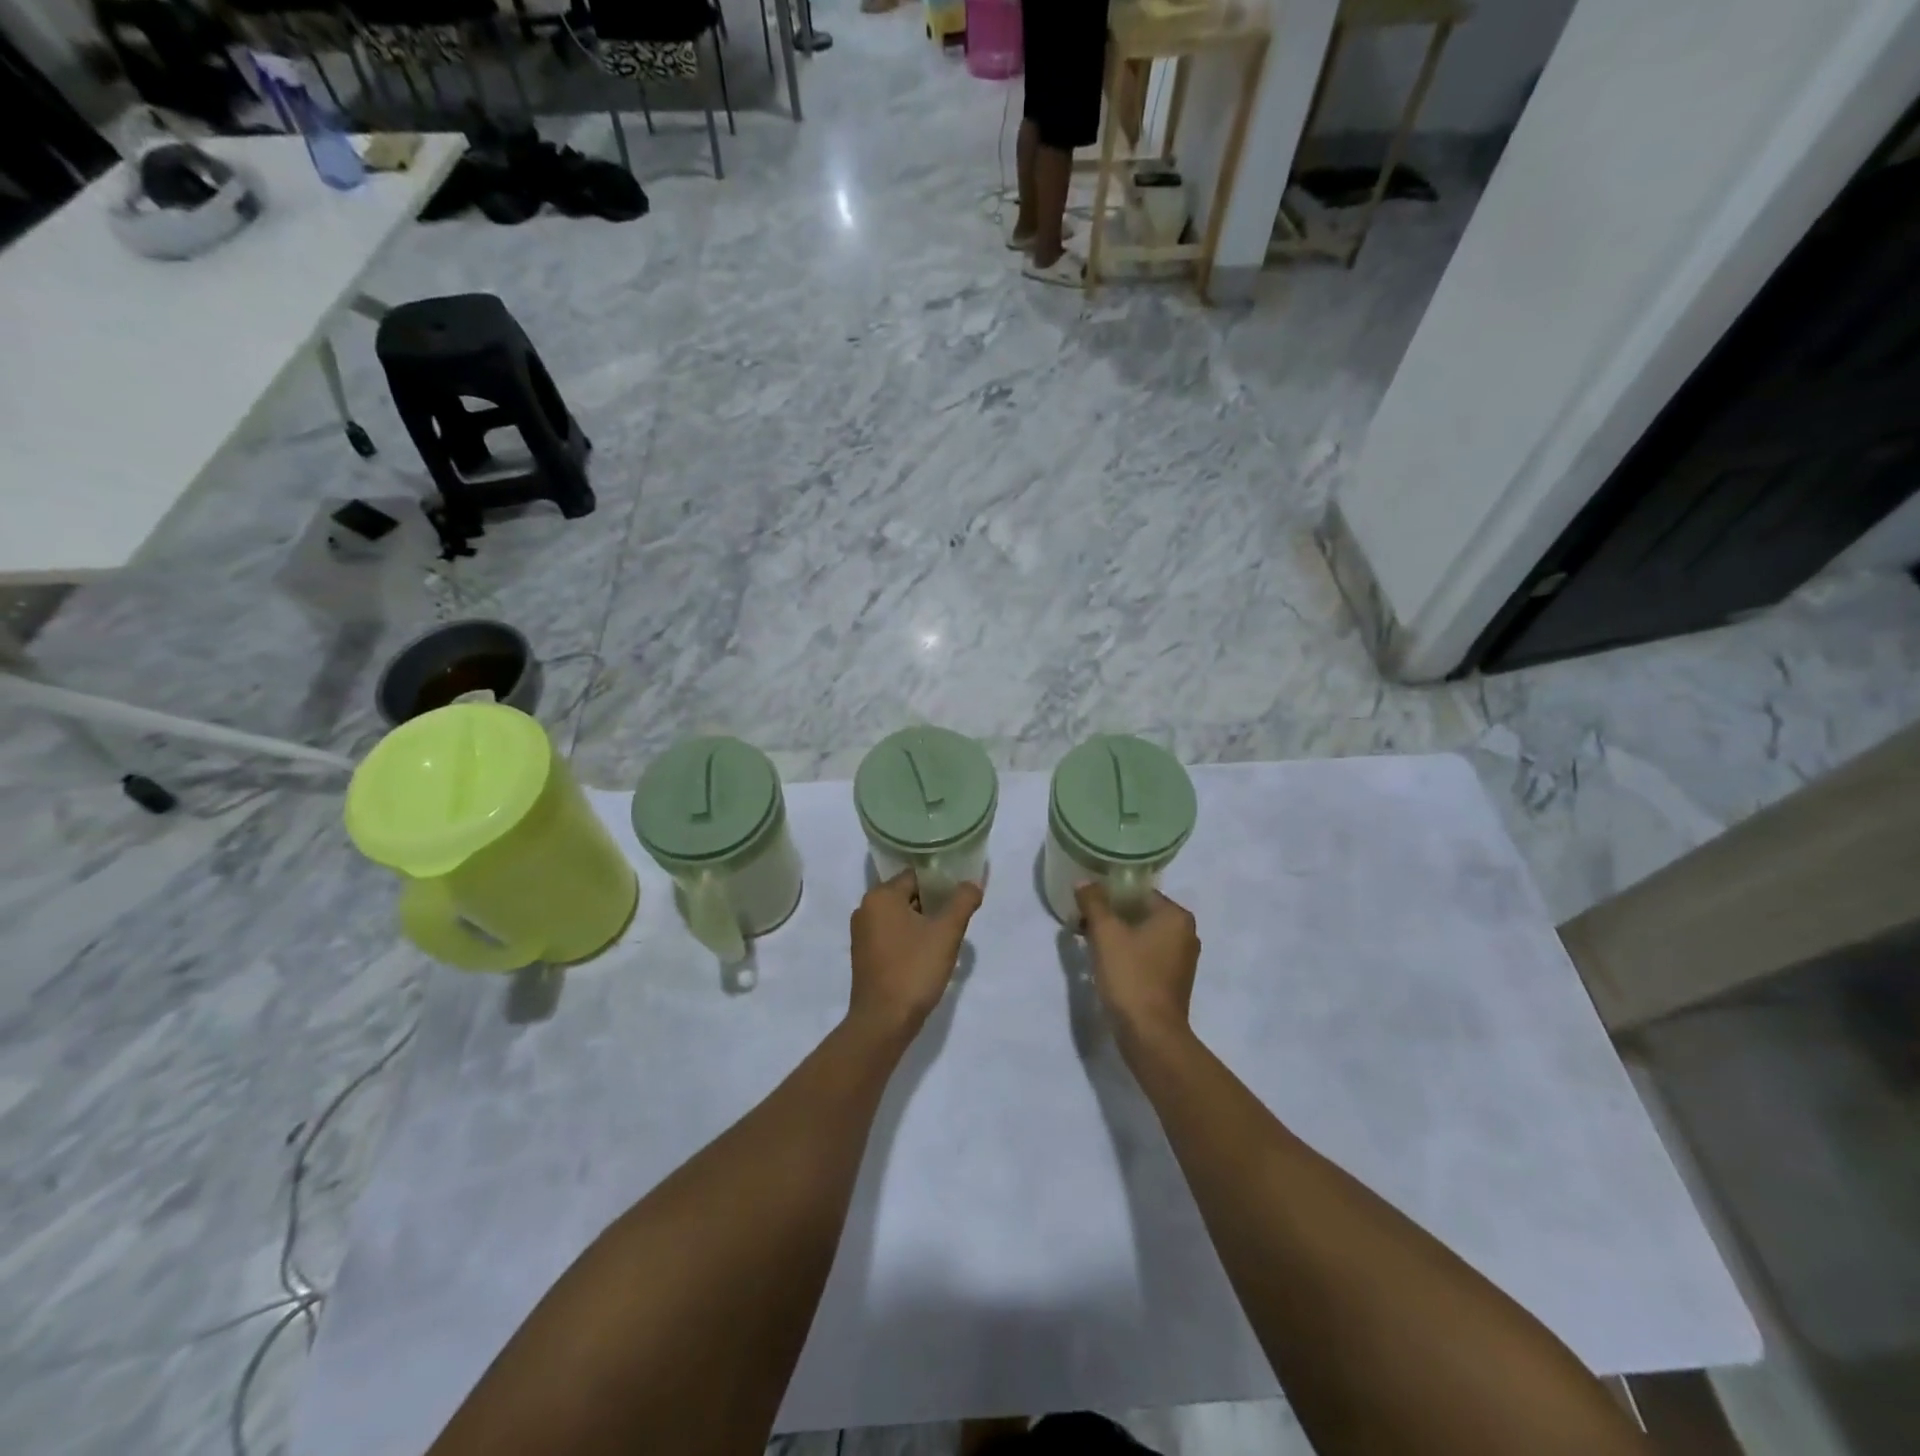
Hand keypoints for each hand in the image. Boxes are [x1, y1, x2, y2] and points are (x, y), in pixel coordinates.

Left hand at [848, 871, 982, 1042]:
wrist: (883, 1021)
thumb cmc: (914, 969)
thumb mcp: (947, 932)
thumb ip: (963, 901)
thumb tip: (973, 883)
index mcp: (881, 896)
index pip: (916, 876)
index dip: (941, 883)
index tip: (961, 897)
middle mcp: (865, 909)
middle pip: (907, 894)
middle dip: (933, 904)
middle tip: (957, 919)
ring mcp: (861, 933)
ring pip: (900, 916)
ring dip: (922, 922)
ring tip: (946, 937)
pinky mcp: (863, 955)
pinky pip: (891, 934)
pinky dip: (909, 938)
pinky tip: (927, 954)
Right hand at [1075, 883, 1200, 1052]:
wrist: (1150, 1034)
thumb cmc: (1130, 976)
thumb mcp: (1105, 933)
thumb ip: (1094, 901)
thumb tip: (1084, 881)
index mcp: (1176, 916)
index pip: (1138, 893)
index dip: (1109, 896)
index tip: (1085, 906)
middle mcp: (1186, 934)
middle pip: (1140, 913)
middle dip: (1110, 917)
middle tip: (1082, 923)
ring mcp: (1182, 960)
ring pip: (1142, 936)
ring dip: (1116, 937)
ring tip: (1089, 943)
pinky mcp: (1174, 982)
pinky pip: (1146, 956)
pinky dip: (1127, 955)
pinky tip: (1105, 964)